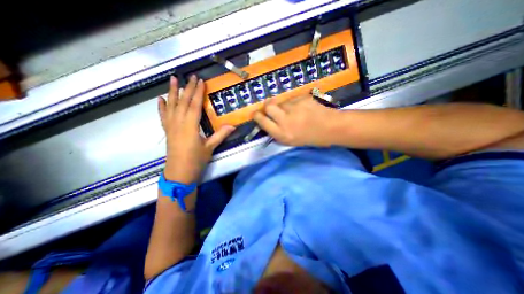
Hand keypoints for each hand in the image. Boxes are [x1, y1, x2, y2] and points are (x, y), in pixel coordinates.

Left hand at [159, 76, 233, 181]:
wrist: (179, 173)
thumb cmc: (196, 161)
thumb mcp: (210, 148)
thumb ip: (220, 135)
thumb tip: (233, 126)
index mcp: (190, 126)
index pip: (194, 105)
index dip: (197, 92)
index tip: (200, 81)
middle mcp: (178, 123)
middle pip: (183, 102)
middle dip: (187, 88)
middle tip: (191, 77)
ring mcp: (171, 126)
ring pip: (171, 106)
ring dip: (172, 92)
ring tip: (172, 79)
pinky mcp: (167, 131)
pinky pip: (163, 116)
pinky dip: (161, 106)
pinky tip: (160, 99)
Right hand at [253, 95, 339, 146]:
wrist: (330, 128)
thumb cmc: (309, 138)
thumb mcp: (290, 141)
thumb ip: (276, 132)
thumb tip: (266, 123)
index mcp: (281, 133)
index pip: (262, 121)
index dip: (257, 116)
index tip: (256, 114)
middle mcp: (285, 120)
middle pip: (268, 106)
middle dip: (267, 107)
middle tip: (271, 109)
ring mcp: (294, 108)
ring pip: (281, 102)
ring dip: (283, 106)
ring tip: (293, 111)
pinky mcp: (302, 99)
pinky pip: (292, 99)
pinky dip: (294, 103)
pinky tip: (302, 108)